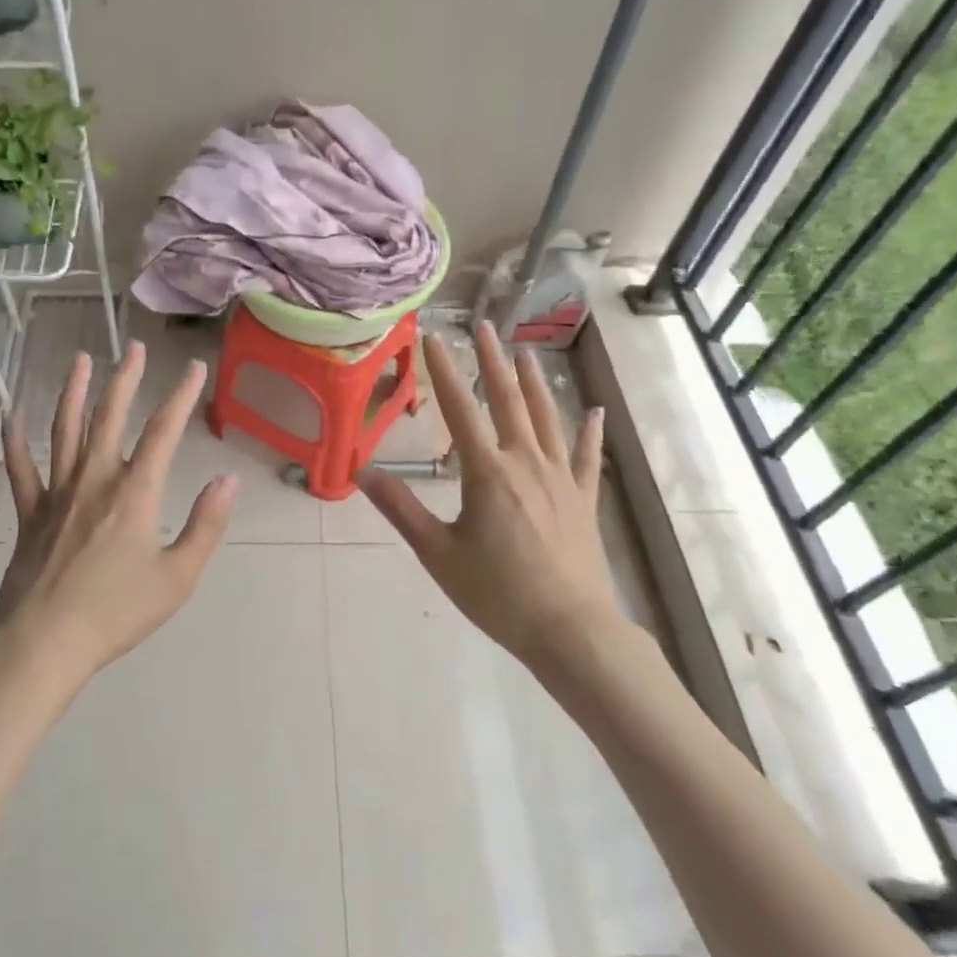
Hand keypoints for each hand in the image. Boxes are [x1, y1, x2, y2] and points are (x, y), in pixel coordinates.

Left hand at [0, 340, 238, 687]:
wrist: (43, 644)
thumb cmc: (116, 612)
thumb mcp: (178, 576)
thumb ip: (206, 525)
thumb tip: (229, 480)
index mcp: (135, 493)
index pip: (164, 431)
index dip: (181, 395)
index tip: (193, 367)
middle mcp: (95, 479)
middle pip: (109, 417)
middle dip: (125, 379)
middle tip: (133, 347)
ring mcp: (57, 493)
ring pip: (64, 430)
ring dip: (73, 391)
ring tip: (80, 360)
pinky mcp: (30, 513)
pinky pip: (21, 468)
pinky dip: (15, 438)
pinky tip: (13, 412)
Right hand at [359, 321, 613, 667]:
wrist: (570, 629)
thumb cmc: (497, 593)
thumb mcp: (438, 554)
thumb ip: (401, 509)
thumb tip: (362, 474)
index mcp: (487, 472)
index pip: (460, 409)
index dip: (444, 371)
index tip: (434, 337)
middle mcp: (526, 462)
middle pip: (508, 400)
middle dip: (493, 361)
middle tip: (485, 326)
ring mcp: (560, 477)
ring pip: (547, 418)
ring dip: (534, 383)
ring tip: (525, 353)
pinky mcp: (583, 498)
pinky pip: (587, 456)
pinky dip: (590, 431)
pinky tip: (595, 411)